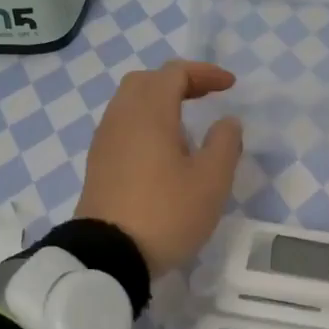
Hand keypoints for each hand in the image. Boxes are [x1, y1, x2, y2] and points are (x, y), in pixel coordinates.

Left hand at [77, 61, 243, 274]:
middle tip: (205, 96)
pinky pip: (122, 126)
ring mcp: (104, 141)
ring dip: (159, 102)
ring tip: (186, 124)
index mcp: (149, 112)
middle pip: (146, 81)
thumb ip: (225, 143)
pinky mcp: (98, 164)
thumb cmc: (166, 213)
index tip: (230, 86)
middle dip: (178, 81)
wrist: (108, 256)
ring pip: (130, 103)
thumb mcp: (211, 181)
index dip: (205, 73)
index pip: (174, 73)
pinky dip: (144, 122)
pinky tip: (162, 149)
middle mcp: (121, 117)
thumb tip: (226, 122)